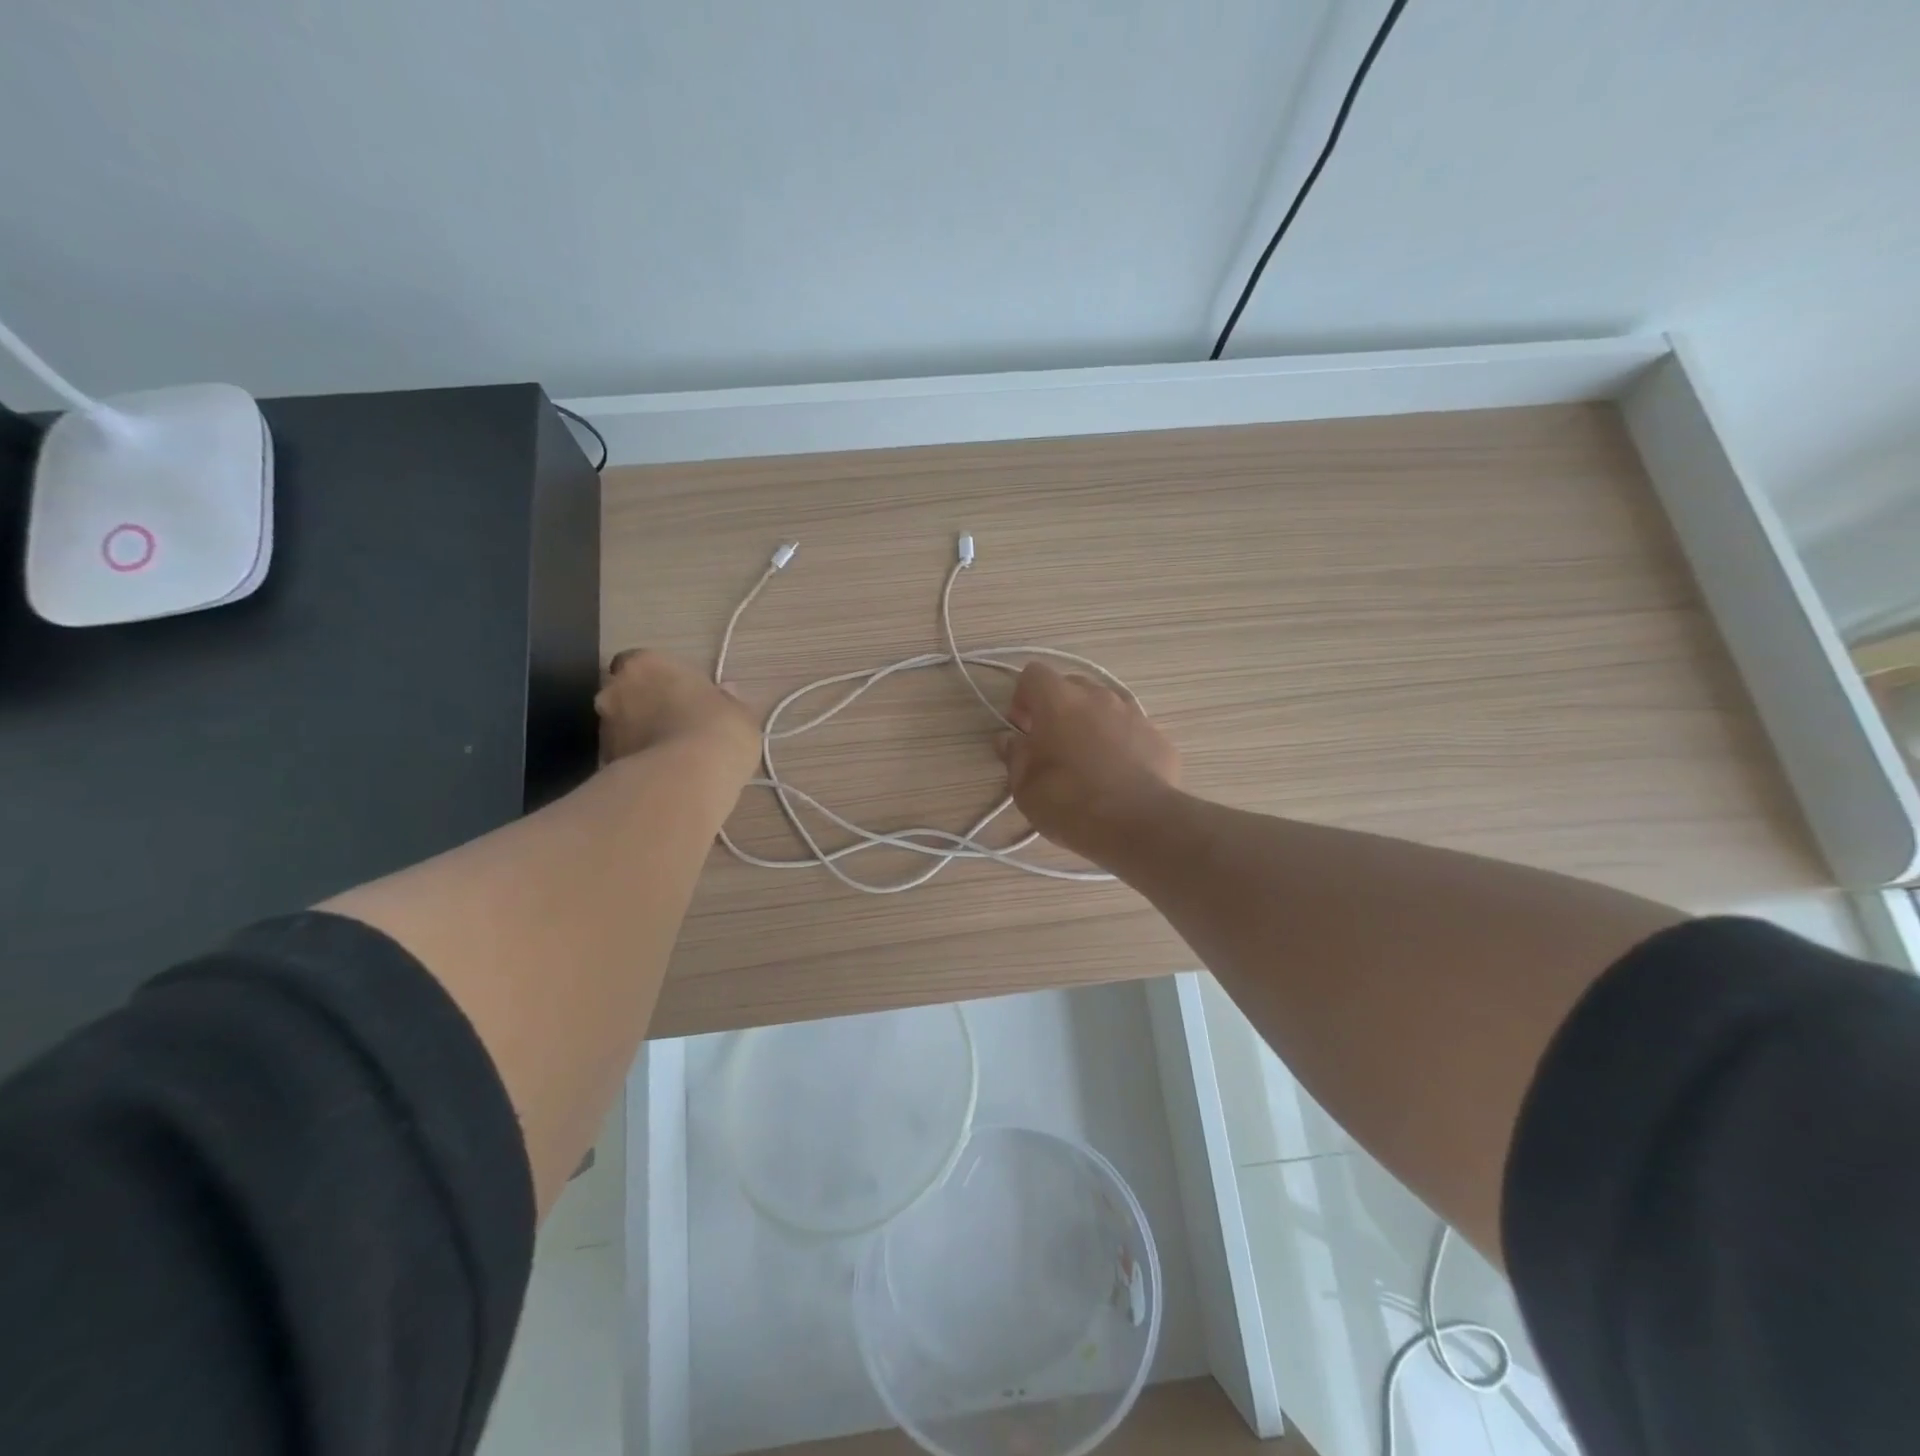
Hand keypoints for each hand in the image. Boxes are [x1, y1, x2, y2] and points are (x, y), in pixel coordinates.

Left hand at [596, 649, 758, 779]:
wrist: (687, 779)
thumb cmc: (718, 730)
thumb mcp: (740, 713)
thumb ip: (727, 700)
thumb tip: (725, 692)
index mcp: (646, 663)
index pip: (645, 662)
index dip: (664, 679)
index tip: (685, 695)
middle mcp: (615, 690)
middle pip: (627, 693)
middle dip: (646, 706)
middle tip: (678, 725)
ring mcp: (605, 728)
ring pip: (622, 727)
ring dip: (640, 736)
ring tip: (673, 757)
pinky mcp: (603, 764)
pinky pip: (624, 757)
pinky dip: (638, 762)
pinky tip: (665, 777)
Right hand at [995, 662, 1179, 864]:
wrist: (1138, 824)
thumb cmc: (1070, 803)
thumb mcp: (1025, 788)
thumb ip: (1016, 756)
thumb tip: (1010, 740)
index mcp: (1059, 700)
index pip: (1034, 674)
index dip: (1023, 696)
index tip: (1021, 727)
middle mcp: (1098, 696)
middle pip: (1071, 685)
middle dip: (1057, 707)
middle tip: (1050, 743)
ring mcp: (1133, 713)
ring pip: (1104, 705)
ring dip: (1090, 722)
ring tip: (1087, 759)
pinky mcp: (1158, 737)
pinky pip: (1130, 729)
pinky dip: (1120, 742)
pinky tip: (1118, 774)